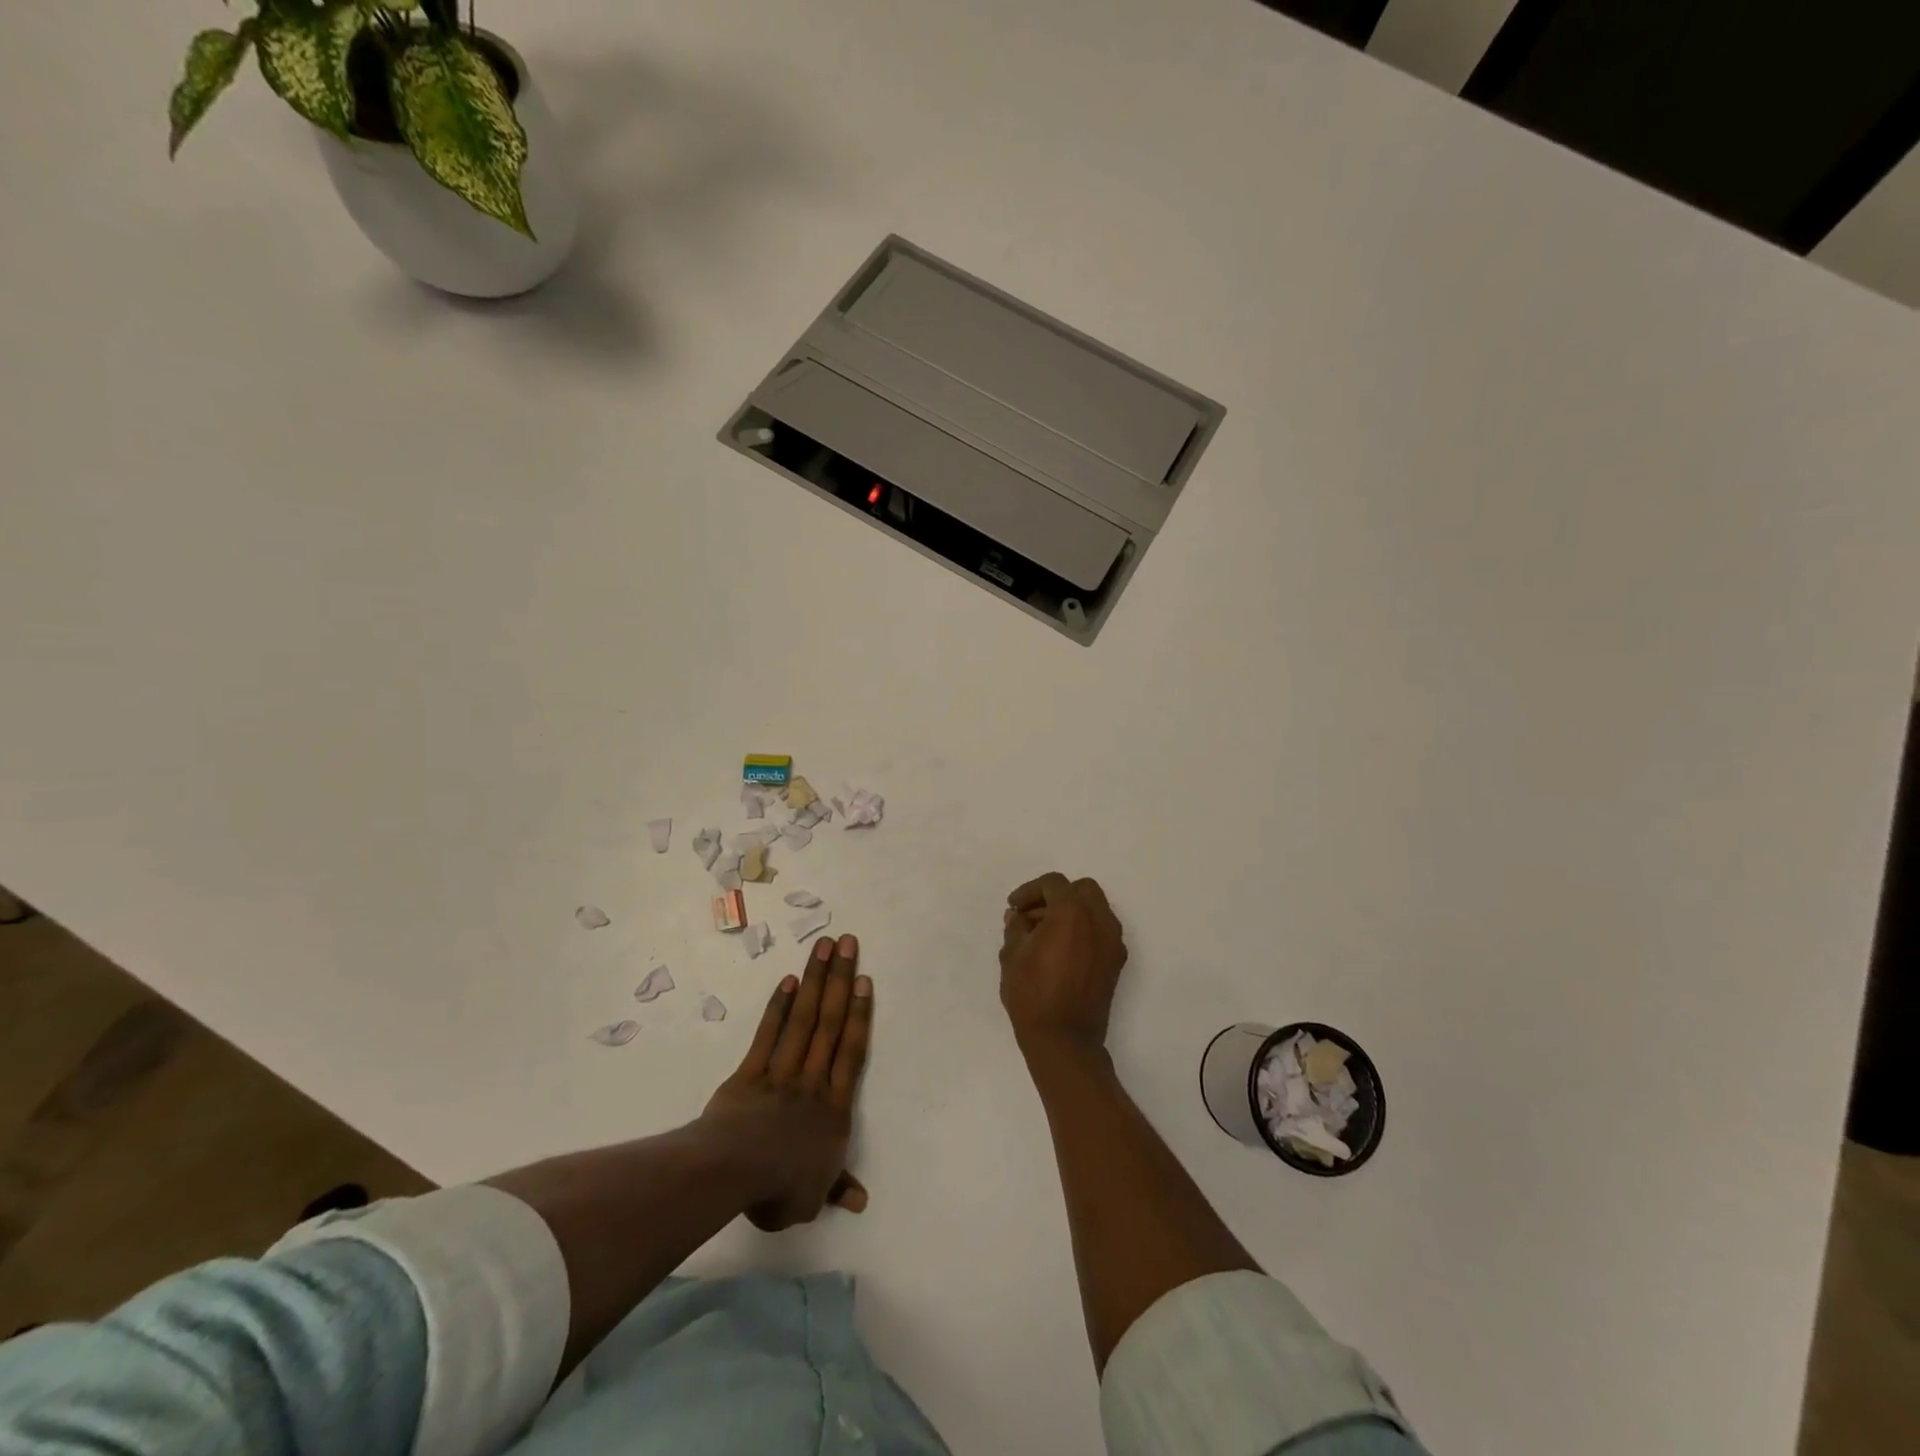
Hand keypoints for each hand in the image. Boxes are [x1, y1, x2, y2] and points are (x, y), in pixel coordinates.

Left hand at [703, 934, 871, 1229]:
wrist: (731, 1173)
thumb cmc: (777, 1187)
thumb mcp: (812, 1198)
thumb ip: (836, 1187)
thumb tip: (861, 1200)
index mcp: (833, 1109)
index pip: (852, 1053)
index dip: (860, 1015)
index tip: (865, 980)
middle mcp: (812, 1081)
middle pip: (830, 1023)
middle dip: (841, 980)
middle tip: (848, 943)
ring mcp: (781, 1071)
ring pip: (804, 1019)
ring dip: (815, 980)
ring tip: (823, 947)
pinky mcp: (751, 1071)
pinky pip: (768, 1034)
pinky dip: (779, 1007)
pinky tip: (788, 981)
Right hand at [999, 873, 1127, 1061]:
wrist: (1064, 1041)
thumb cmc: (1033, 994)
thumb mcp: (1012, 955)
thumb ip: (1016, 927)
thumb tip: (1019, 917)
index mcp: (1073, 911)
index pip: (1053, 884)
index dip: (1029, 891)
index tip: (1013, 908)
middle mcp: (1099, 920)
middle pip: (1081, 890)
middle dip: (1055, 897)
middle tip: (1032, 916)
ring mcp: (1113, 942)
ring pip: (1094, 909)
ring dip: (1071, 913)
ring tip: (1043, 936)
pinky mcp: (1116, 962)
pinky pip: (1101, 932)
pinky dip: (1083, 931)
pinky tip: (1061, 951)